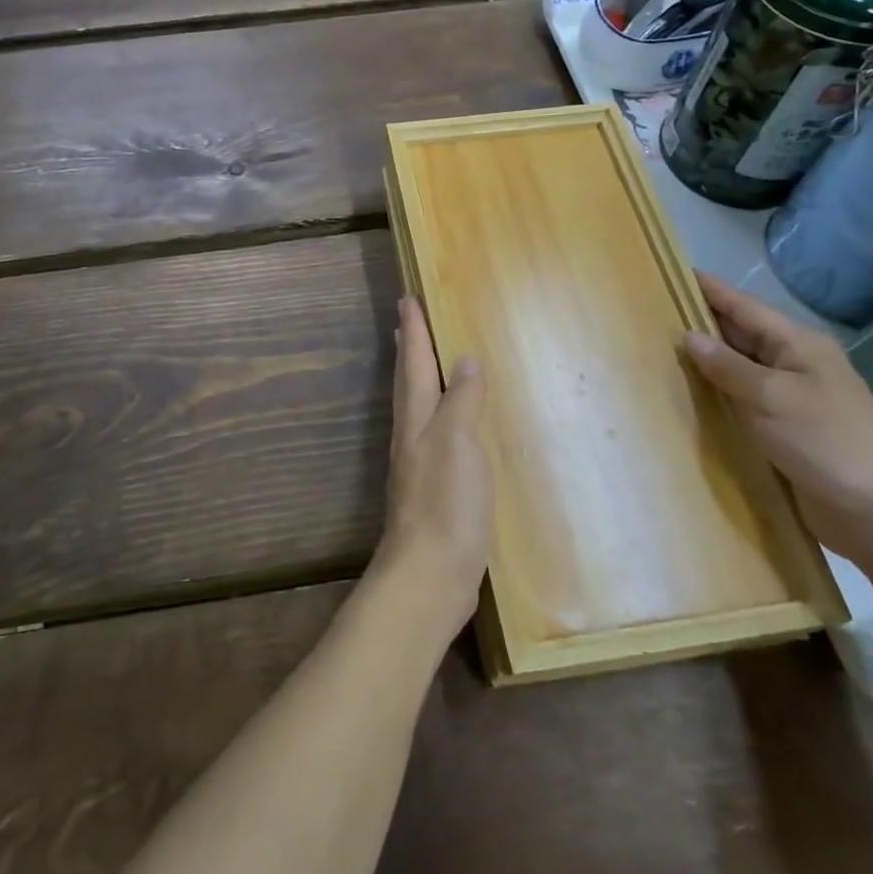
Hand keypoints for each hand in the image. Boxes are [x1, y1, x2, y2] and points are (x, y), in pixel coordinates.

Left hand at [372, 298, 491, 637]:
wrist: (430, 575)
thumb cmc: (446, 502)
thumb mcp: (459, 442)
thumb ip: (462, 400)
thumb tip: (466, 358)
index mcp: (417, 418)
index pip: (416, 363)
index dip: (414, 330)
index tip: (406, 298)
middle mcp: (412, 435)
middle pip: (408, 382)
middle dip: (409, 349)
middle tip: (406, 322)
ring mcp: (418, 464)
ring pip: (416, 407)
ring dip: (417, 378)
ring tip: (422, 361)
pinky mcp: (431, 490)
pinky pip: (432, 435)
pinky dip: (436, 415)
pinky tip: (448, 425)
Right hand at [682, 273, 872, 564]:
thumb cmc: (826, 442)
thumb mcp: (772, 397)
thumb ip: (727, 366)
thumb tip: (689, 336)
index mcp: (798, 344)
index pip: (743, 306)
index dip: (708, 289)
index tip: (670, 271)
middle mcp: (794, 363)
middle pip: (739, 333)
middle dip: (699, 322)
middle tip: (650, 311)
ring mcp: (790, 396)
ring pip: (738, 367)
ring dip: (705, 360)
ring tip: (657, 347)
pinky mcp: (784, 427)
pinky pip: (742, 398)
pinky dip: (716, 392)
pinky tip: (686, 392)